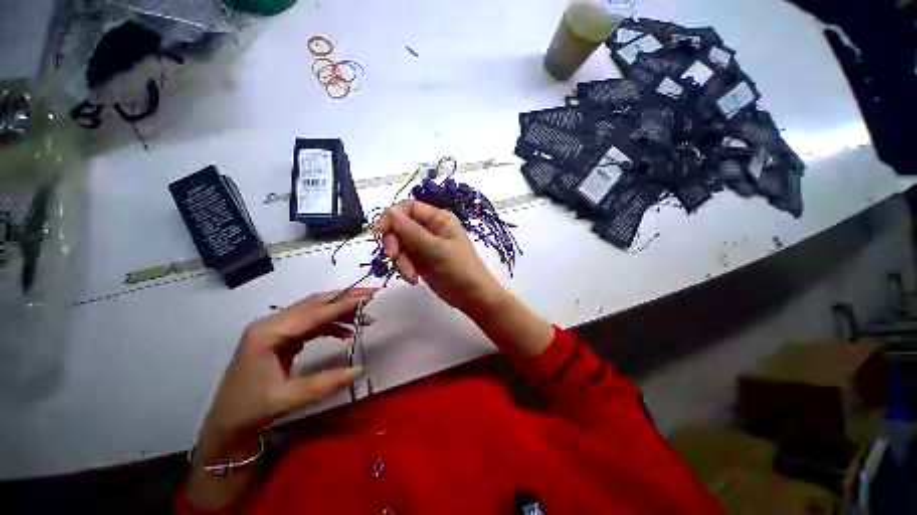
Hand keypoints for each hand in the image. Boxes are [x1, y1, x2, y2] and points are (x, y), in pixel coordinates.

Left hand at [195, 288, 374, 464]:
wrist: (227, 421)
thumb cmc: (250, 409)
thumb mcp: (287, 399)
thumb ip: (325, 383)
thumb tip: (360, 369)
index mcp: (267, 333)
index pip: (312, 313)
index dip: (342, 304)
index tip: (368, 297)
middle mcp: (272, 323)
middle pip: (315, 304)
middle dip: (345, 299)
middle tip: (371, 295)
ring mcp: (277, 328)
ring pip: (316, 311)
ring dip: (341, 312)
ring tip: (365, 317)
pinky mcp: (283, 336)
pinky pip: (312, 324)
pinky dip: (332, 325)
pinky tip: (347, 332)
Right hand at [376, 200, 502, 314]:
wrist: (472, 296)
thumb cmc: (460, 268)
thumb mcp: (437, 249)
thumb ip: (412, 232)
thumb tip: (389, 213)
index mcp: (437, 218)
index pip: (408, 208)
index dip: (392, 216)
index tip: (381, 231)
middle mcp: (429, 228)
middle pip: (399, 226)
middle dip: (394, 242)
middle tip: (393, 256)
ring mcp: (424, 245)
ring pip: (399, 244)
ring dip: (400, 260)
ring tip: (411, 275)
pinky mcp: (421, 260)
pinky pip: (404, 259)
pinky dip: (404, 268)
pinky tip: (414, 279)